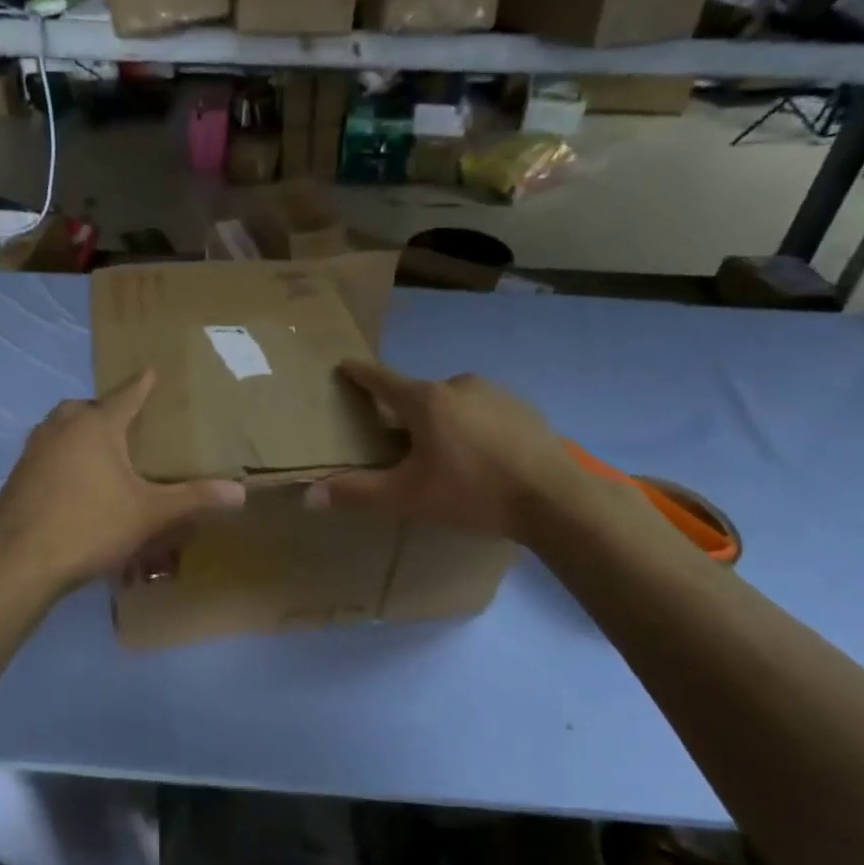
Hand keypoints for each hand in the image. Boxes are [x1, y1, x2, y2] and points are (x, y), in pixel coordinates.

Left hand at [0, 370, 246, 595]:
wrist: (19, 562)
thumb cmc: (90, 527)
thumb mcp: (149, 514)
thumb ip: (194, 499)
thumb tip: (240, 492)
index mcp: (96, 427)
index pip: (125, 396)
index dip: (141, 385)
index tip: (150, 370)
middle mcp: (61, 429)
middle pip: (84, 408)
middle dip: (104, 410)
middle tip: (124, 425)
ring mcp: (33, 451)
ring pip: (59, 428)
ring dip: (77, 431)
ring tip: (99, 454)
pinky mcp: (17, 476)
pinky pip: (44, 453)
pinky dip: (60, 457)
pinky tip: (71, 485)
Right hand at [304, 361, 581, 542]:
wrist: (554, 499)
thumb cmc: (472, 492)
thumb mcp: (407, 497)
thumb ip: (357, 492)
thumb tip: (309, 495)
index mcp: (425, 400)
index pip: (382, 380)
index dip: (361, 374)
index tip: (346, 365)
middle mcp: (458, 385)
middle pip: (419, 395)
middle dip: (407, 414)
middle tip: (404, 446)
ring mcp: (495, 393)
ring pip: (454, 404)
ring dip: (444, 422)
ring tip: (448, 458)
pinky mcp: (524, 408)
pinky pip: (484, 412)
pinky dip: (475, 427)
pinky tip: (484, 458)